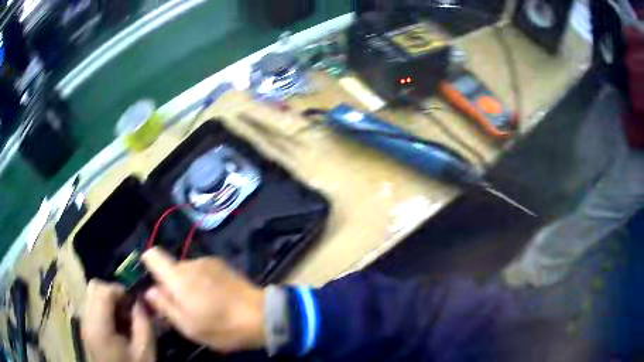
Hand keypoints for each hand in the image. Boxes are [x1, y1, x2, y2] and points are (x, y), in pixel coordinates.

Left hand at [82, 280, 154, 361]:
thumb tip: (141, 302)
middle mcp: (86, 319)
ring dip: (109, 300)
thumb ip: (143, 324)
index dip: (120, 290)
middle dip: (113, 292)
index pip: (103, 290)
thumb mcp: (144, 352)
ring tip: (124, 318)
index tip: (135, 303)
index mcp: (98, 326)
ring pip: (92, 295)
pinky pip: (92, 306)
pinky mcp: (86, 328)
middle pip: (94, 287)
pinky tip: (117, 325)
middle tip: (129, 308)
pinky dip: (104, 308)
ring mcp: (84, 323)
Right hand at [141, 247, 265, 353]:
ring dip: (188, 285)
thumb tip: (149, 290)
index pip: (153, 255)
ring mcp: (209, 262)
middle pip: (171, 268)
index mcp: (178, 276)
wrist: (262, 316)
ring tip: (203, 306)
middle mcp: (191, 262)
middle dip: (171, 285)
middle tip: (183, 308)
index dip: (147, 265)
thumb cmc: (221, 326)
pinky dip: (202, 283)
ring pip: (187, 271)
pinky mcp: (223, 265)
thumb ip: (164, 306)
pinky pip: (203, 271)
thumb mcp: (188, 326)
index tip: (153, 285)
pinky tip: (216, 299)